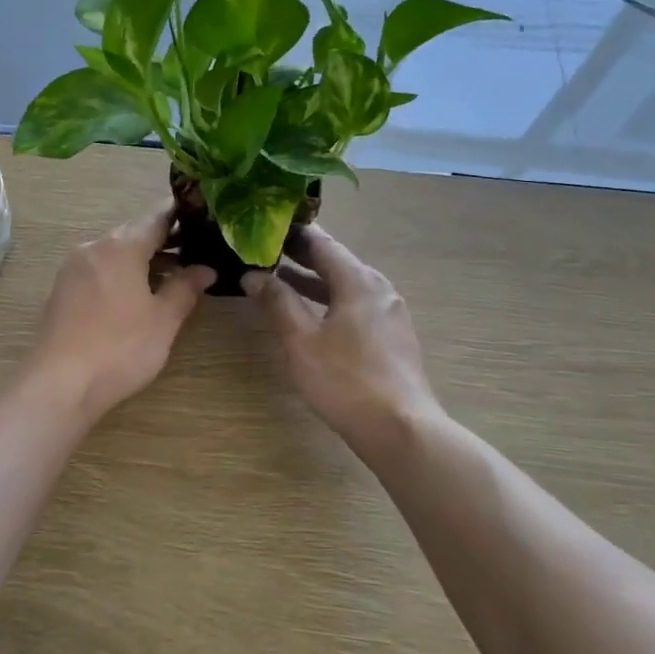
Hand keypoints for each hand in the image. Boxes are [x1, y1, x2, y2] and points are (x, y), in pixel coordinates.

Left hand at [25, 203, 216, 419]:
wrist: (60, 383)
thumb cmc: (120, 347)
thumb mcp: (164, 320)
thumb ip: (185, 288)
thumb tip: (205, 268)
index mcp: (120, 247)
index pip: (156, 218)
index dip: (181, 215)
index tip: (204, 216)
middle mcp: (93, 248)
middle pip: (133, 233)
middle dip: (164, 239)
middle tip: (196, 248)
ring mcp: (73, 269)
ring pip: (114, 253)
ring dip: (142, 258)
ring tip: (173, 273)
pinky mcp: (63, 291)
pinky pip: (99, 270)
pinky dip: (121, 273)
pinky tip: (138, 293)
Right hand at [243, 225, 437, 451]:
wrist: (400, 429)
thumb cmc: (346, 380)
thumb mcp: (301, 340)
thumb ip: (277, 302)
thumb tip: (253, 274)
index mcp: (358, 281)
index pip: (322, 242)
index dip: (293, 231)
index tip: (265, 224)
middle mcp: (378, 288)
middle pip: (336, 261)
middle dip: (301, 254)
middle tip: (265, 247)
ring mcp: (389, 313)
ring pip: (345, 284)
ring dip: (313, 279)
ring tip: (279, 276)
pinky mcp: (391, 336)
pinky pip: (355, 304)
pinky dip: (329, 299)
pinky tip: (310, 313)